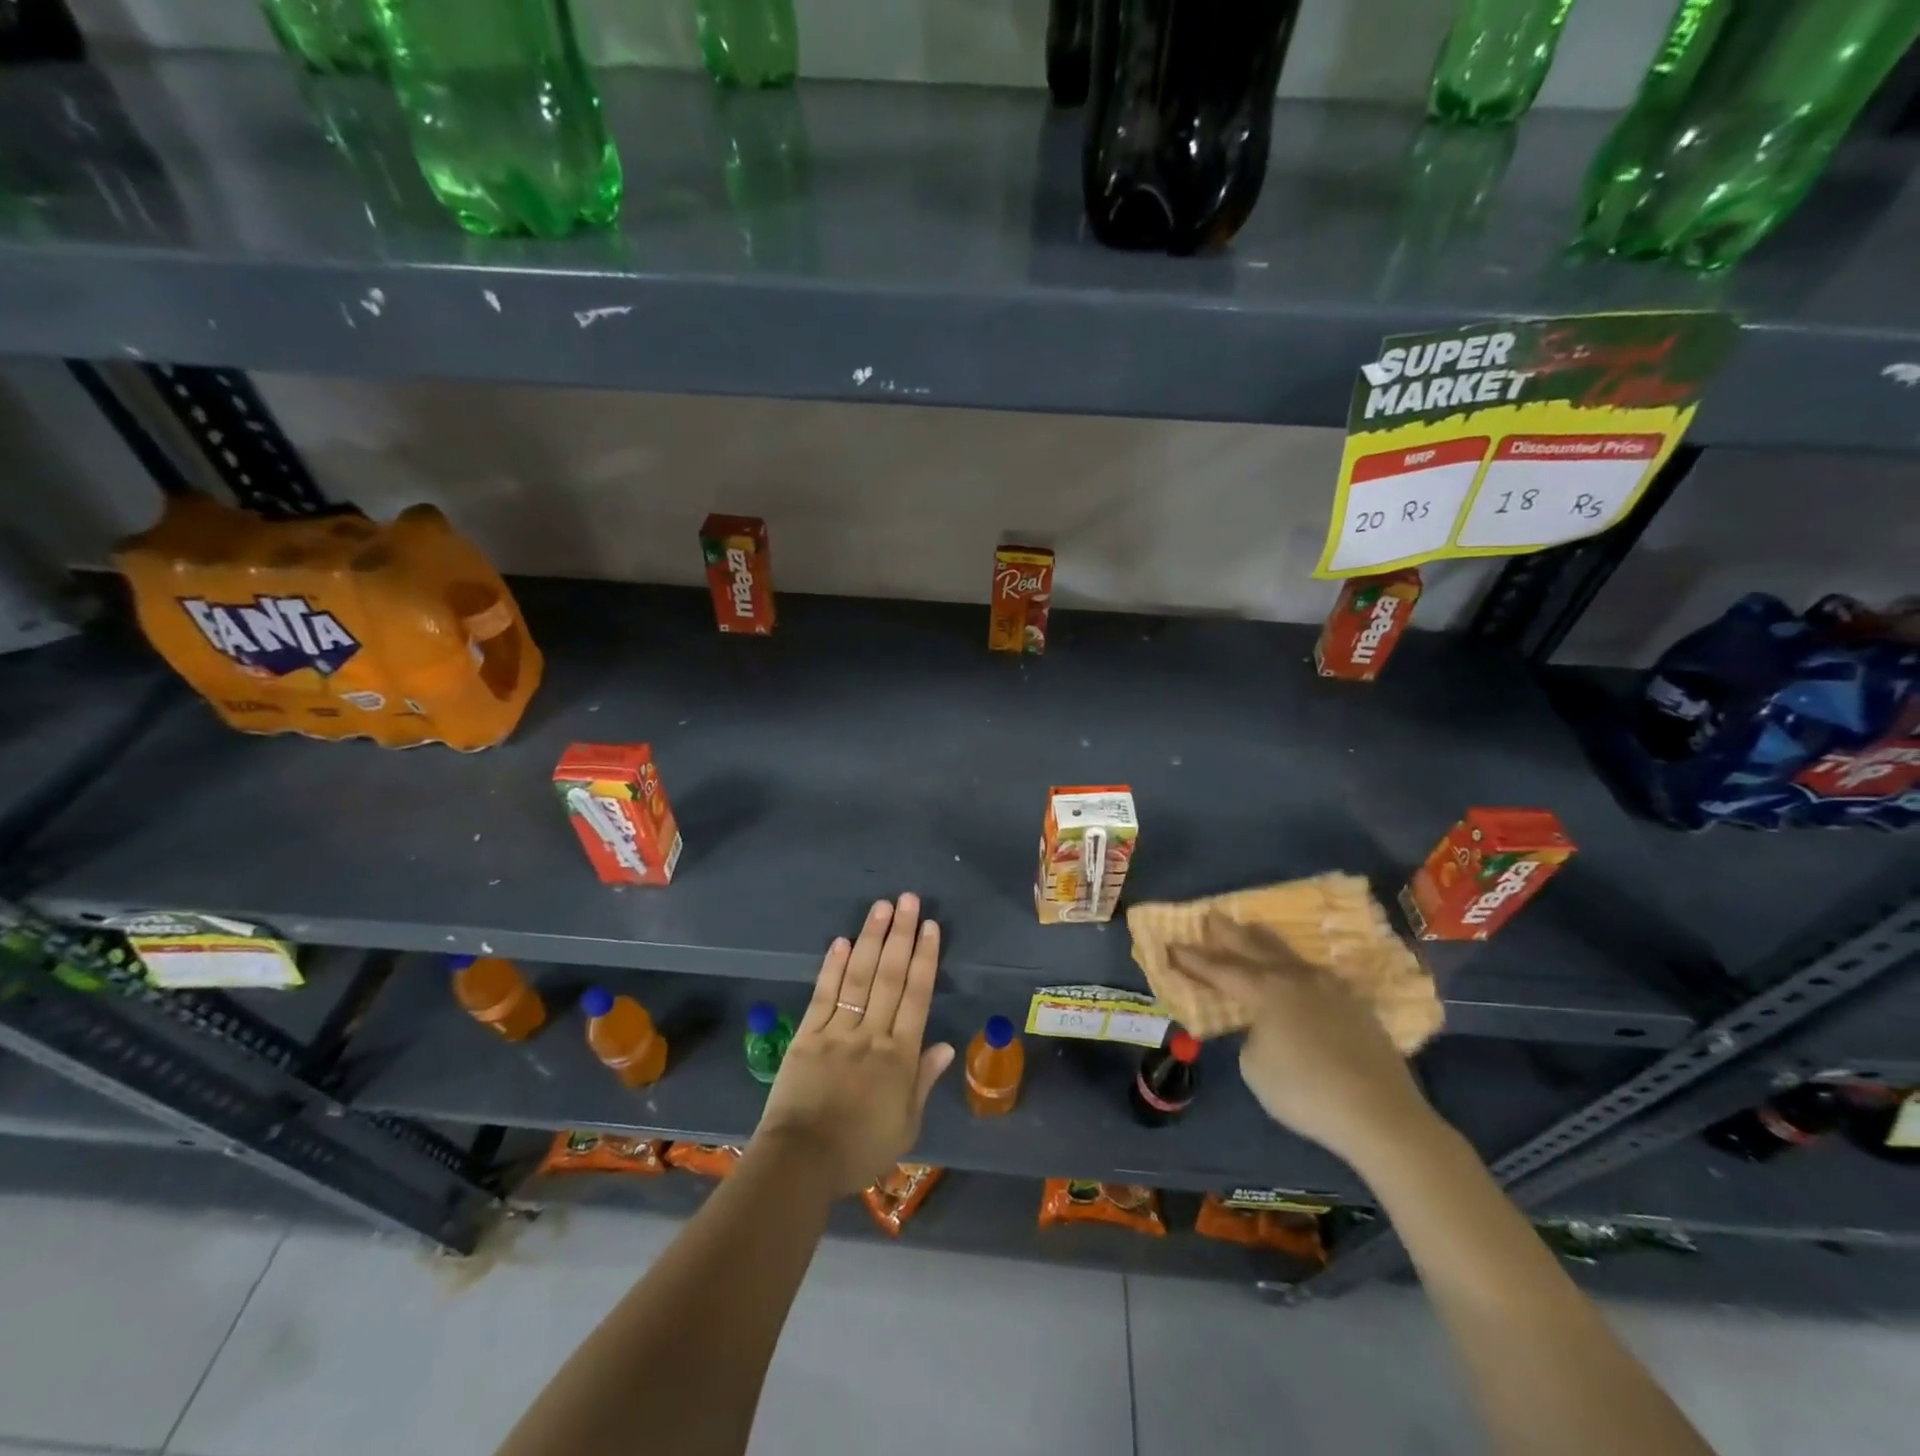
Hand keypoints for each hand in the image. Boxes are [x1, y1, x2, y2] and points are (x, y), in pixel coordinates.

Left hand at [752, 894, 955, 1195]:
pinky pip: (823, 995)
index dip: (925, 958)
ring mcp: (837, 1031)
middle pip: (889, 976)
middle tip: (908, 899)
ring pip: (858, 977)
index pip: (916, 996)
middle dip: (901, 935)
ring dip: (870, 939)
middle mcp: (872, 1034)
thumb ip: (924, 1081)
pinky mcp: (807, 1035)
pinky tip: (842, 941)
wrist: (802, 1163)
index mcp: (899, 1056)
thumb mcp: (905, 1126)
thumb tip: (946, 1045)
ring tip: (881, 907)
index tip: (930, 927)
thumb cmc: (859, 1150)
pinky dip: (833, 967)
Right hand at [1171, 914, 1434, 1167]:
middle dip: (1229, 932)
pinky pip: (1315, 974)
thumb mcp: (1255, 1067)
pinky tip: (1298, 970)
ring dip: (1265, 941)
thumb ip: (1252, 1036)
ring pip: (1288, 954)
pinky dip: (1296, 967)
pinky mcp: (1356, 1005)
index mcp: (1265, 991)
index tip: (1172, 945)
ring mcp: (1330, 988)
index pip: (1220, 969)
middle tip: (1212, 916)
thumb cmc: (1306, 1092)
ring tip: (1253, 928)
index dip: (1193, 959)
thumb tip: (1265, 1028)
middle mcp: (1295, 978)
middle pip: (1255, 947)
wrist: (1381, 1114)